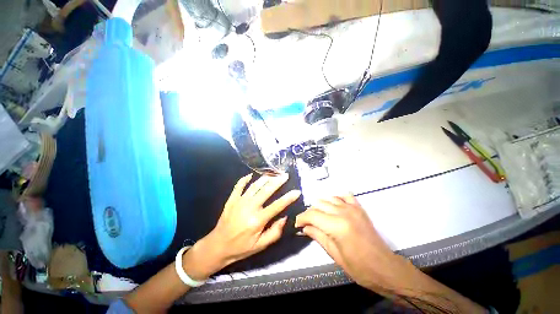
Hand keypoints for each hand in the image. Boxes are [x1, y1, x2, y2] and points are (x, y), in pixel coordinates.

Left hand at [183, 173, 300, 279]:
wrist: (218, 246)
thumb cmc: (241, 247)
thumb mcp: (260, 245)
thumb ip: (275, 232)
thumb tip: (284, 217)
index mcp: (257, 220)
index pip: (277, 206)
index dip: (288, 198)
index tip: (297, 191)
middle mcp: (249, 207)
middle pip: (266, 191)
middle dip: (277, 181)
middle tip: (285, 175)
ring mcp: (239, 201)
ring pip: (254, 186)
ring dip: (265, 178)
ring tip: (273, 173)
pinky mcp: (231, 199)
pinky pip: (238, 186)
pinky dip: (244, 179)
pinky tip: (251, 175)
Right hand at [295, 195, 412, 290]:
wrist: (385, 268)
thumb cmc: (359, 267)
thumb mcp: (334, 254)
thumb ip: (318, 236)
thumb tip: (304, 228)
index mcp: (336, 225)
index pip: (312, 215)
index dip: (301, 218)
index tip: (297, 224)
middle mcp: (343, 212)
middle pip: (319, 204)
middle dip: (309, 212)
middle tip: (307, 222)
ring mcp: (352, 208)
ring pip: (329, 198)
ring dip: (320, 205)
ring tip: (318, 215)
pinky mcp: (359, 208)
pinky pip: (344, 196)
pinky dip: (336, 198)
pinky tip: (333, 205)